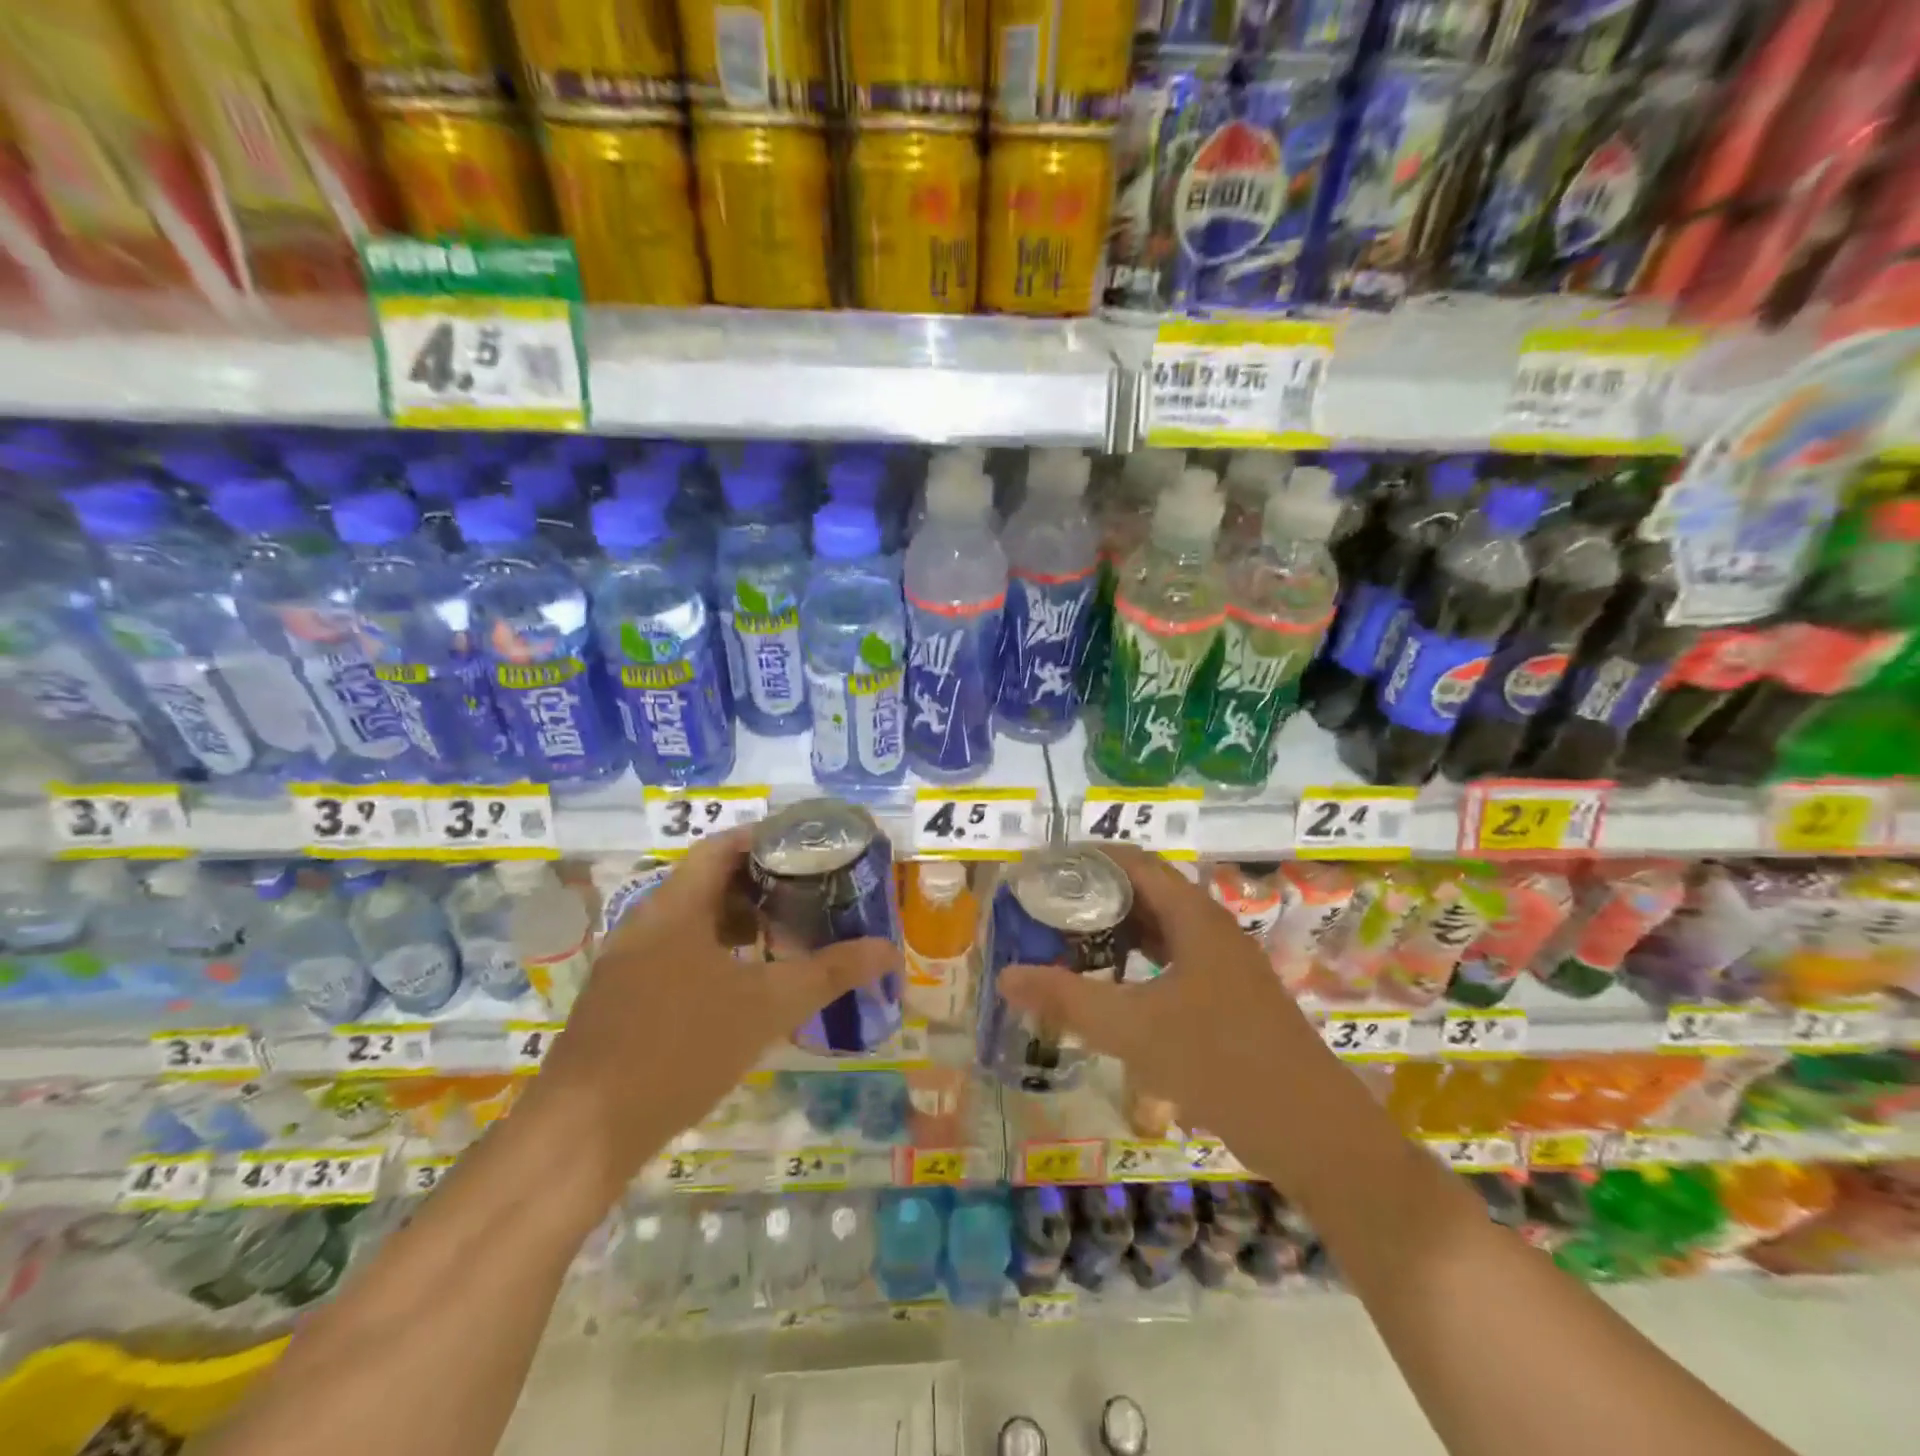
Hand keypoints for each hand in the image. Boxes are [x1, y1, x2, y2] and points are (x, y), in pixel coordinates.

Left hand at [526, 828, 896, 1190]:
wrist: (584, 1133)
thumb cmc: (680, 1048)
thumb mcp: (767, 1008)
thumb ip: (829, 973)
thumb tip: (888, 950)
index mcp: (676, 907)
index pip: (722, 847)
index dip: (765, 840)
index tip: (808, 848)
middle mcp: (646, 922)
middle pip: (707, 882)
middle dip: (759, 884)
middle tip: (808, 894)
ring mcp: (627, 962)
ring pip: (690, 921)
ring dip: (736, 922)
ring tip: (783, 937)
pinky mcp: (620, 998)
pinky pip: (674, 953)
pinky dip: (713, 952)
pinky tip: (741, 986)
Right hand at [998, 845, 1321, 1160]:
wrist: (1312, 1132)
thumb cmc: (1222, 1061)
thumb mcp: (1135, 1028)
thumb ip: (1068, 999)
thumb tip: (1006, 975)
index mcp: (1194, 918)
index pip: (1134, 863)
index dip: (1088, 859)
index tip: (1043, 870)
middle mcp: (1211, 930)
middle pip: (1146, 894)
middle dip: (1095, 896)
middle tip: (1044, 909)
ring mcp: (1223, 967)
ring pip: (1160, 931)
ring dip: (1116, 932)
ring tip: (1066, 941)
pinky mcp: (1227, 1000)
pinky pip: (1172, 963)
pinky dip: (1136, 965)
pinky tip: (1111, 988)